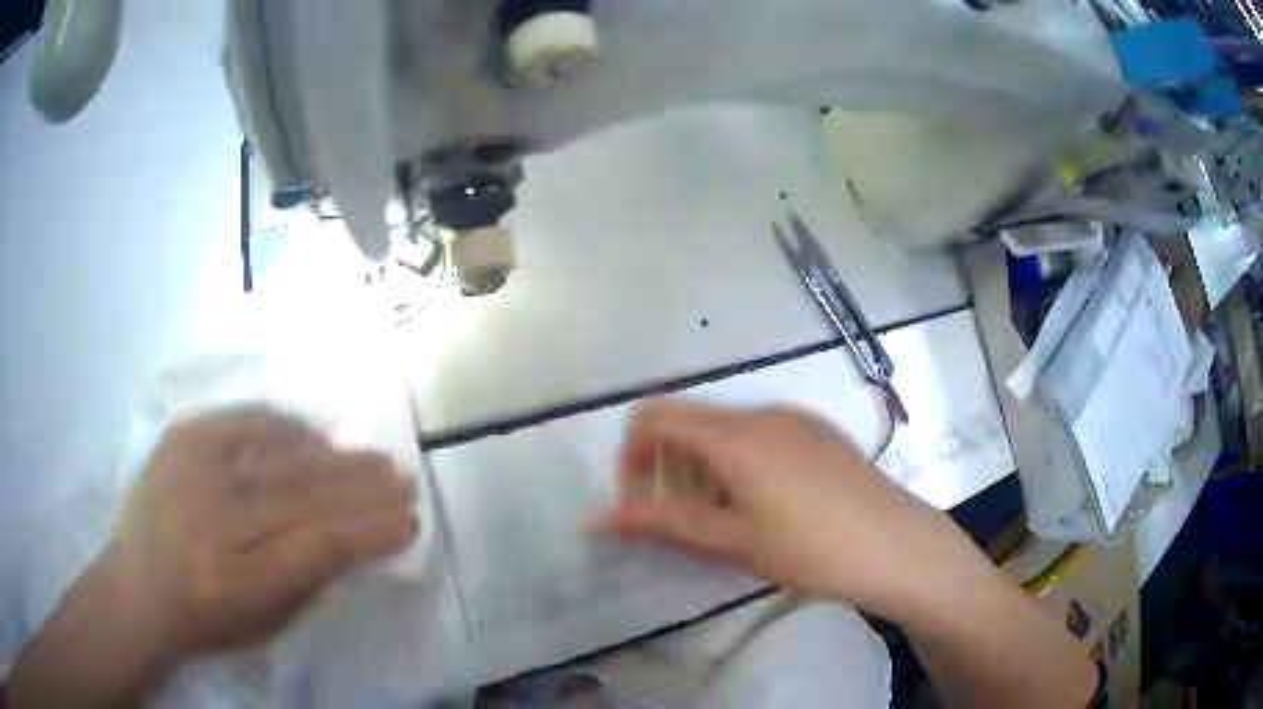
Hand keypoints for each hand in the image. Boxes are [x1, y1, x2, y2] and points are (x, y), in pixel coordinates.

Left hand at [109, 408, 418, 656]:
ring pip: (279, 452)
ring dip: (333, 456)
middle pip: (301, 492)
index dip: (369, 530)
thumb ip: (309, 578)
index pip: (317, 544)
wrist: (135, 587)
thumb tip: (356, 536)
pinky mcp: (182, 436)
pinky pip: (246, 422)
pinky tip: (316, 437)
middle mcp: (211, 517)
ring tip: (371, 459)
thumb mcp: (263, 620)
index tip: (409, 521)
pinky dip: (288, 429)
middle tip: (402, 479)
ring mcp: (191, 468)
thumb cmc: (206, 619)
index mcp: (234, 579)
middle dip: (361, 486)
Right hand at [591, 401, 983, 620]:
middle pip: (689, 421)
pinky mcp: (819, 433)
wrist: (899, 548)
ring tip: (718, 518)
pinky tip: (761, 505)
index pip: (656, 418)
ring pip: (725, 429)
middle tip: (675, 518)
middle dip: (666, 464)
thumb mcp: (734, 542)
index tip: (637, 500)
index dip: (632, 455)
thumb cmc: (813, 551)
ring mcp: (796, 419)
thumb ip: (663, 523)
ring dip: (701, 465)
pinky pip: (760, 434)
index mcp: (737, 436)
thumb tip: (597, 516)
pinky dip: (737, 461)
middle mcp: (763, 414)